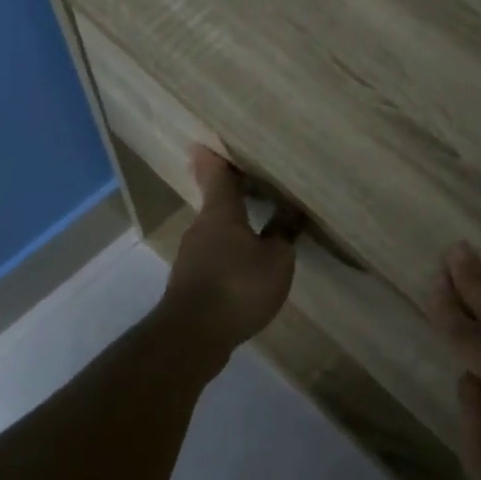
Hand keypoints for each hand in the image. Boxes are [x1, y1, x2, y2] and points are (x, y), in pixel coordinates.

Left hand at [159, 148, 300, 351]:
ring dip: (234, 226)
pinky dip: (230, 252)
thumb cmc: (237, 287)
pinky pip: (215, 255)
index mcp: (220, 213)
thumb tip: (288, 212)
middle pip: (216, 203)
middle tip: (254, 183)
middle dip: (233, 193)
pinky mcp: (192, 282)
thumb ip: (283, 233)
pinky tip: (248, 264)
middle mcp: (201, 228)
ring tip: (259, 225)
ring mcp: (192, 256)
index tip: (208, 143)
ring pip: (215, 231)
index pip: (217, 176)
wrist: (192, 336)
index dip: (216, 159)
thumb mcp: (276, 260)